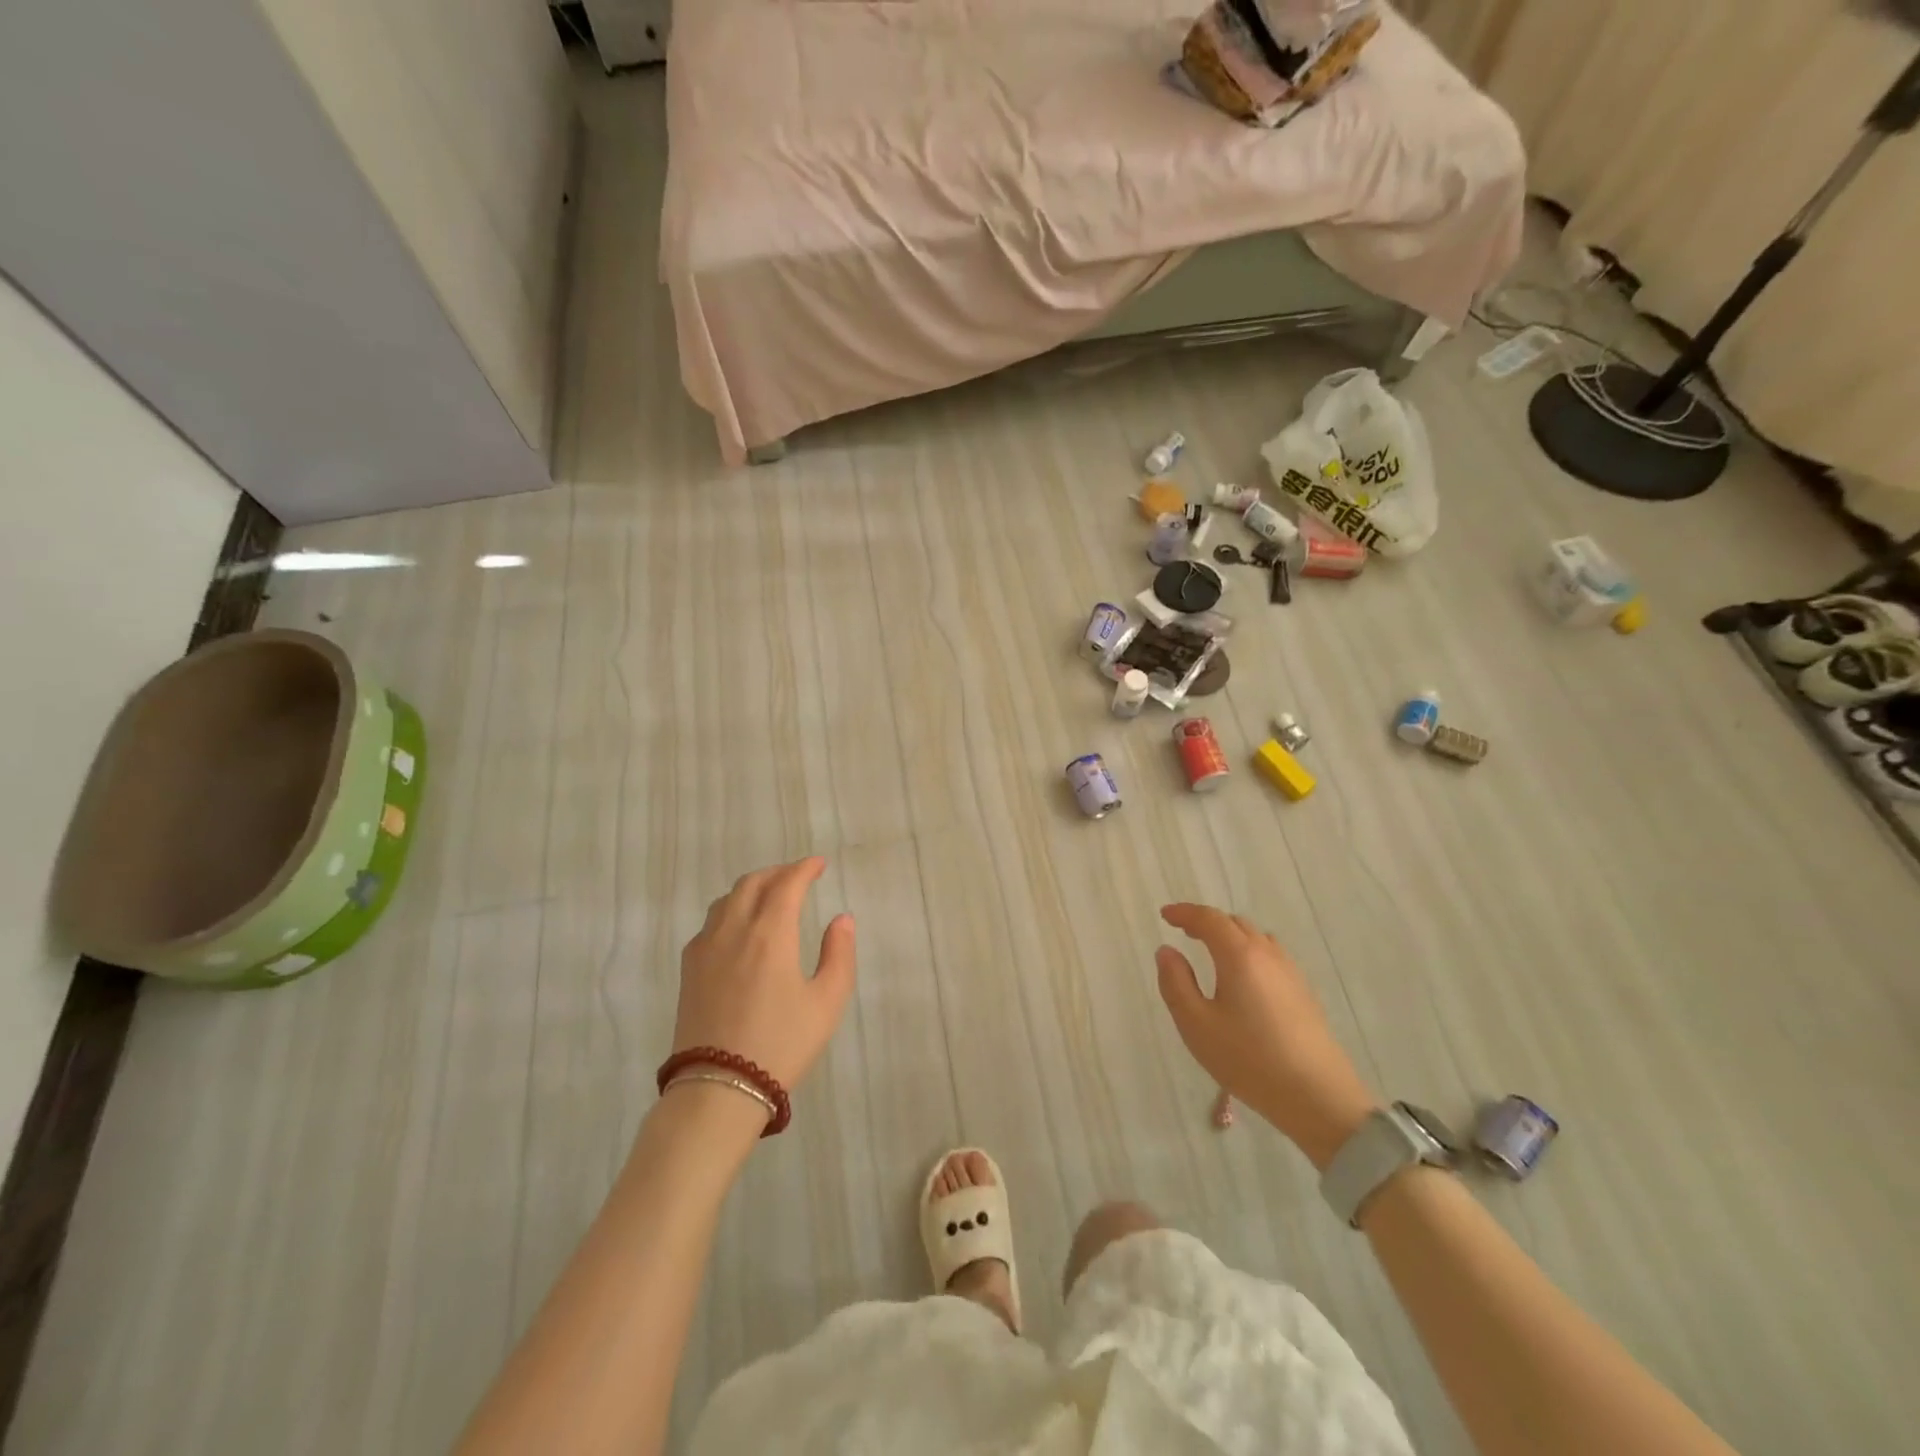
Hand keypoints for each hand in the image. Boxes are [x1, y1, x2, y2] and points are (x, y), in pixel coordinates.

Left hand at [672, 858, 856, 1090]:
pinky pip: (710, 922)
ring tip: (770, 897)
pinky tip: (740, 928)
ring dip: (752, 888)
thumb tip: (842, 919)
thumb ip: (839, 954)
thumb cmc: (781, 1044)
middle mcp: (734, 930)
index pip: (787, 884)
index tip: (819, 865)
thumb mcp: (827, 1002)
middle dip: (777, 873)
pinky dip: (730, 909)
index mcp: (770, 933)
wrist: (719, 1089)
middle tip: (798, 877)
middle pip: (752, 883)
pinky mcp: (689, 969)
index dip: (804, 868)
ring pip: (727, 899)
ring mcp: (705, 948)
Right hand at [1155, 904, 1376, 1169]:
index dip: (1184, 913)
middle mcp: (1267, 954)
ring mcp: (1290, 972)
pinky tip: (1244, 979)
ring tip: (1212, 953)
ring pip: (1256, 939)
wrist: (1318, 1097)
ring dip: (1230, 937)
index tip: (1165, 915)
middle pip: (1234, 923)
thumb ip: (1175, 982)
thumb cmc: (1248, 1059)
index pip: (1209, 919)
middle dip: (1207, 923)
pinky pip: (1271, 957)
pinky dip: (1249, 953)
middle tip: (1184, 932)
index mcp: (1239, 955)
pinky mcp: (1304, 993)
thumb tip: (1166, 951)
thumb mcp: (1196, 1024)